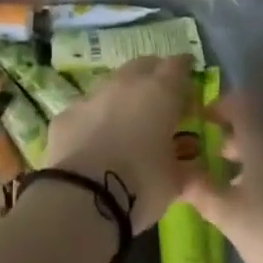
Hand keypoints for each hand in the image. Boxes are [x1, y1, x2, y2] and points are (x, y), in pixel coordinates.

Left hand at [42, 56, 193, 232]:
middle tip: (161, 96)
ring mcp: (91, 96)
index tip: (189, 76)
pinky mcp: (66, 114)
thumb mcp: (175, 183)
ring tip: (128, 120)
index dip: (184, 68)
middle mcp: (124, 84)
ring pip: (111, 84)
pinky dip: (96, 118)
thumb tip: (197, 174)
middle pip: (142, 65)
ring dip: (122, 96)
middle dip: (153, 74)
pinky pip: (86, 109)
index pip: (177, 66)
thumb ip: (188, 170)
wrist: (81, 197)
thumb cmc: (140, 185)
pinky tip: (96, 140)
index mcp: (159, 93)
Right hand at [182, 96, 262, 262]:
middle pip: (259, 122)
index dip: (216, 109)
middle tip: (213, 157)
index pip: (235, 101)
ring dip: (259, 156)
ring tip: (240, 186)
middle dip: (235, 137)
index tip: (200, 123)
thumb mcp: (231, 217)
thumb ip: (201, 191)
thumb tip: (176, 172)